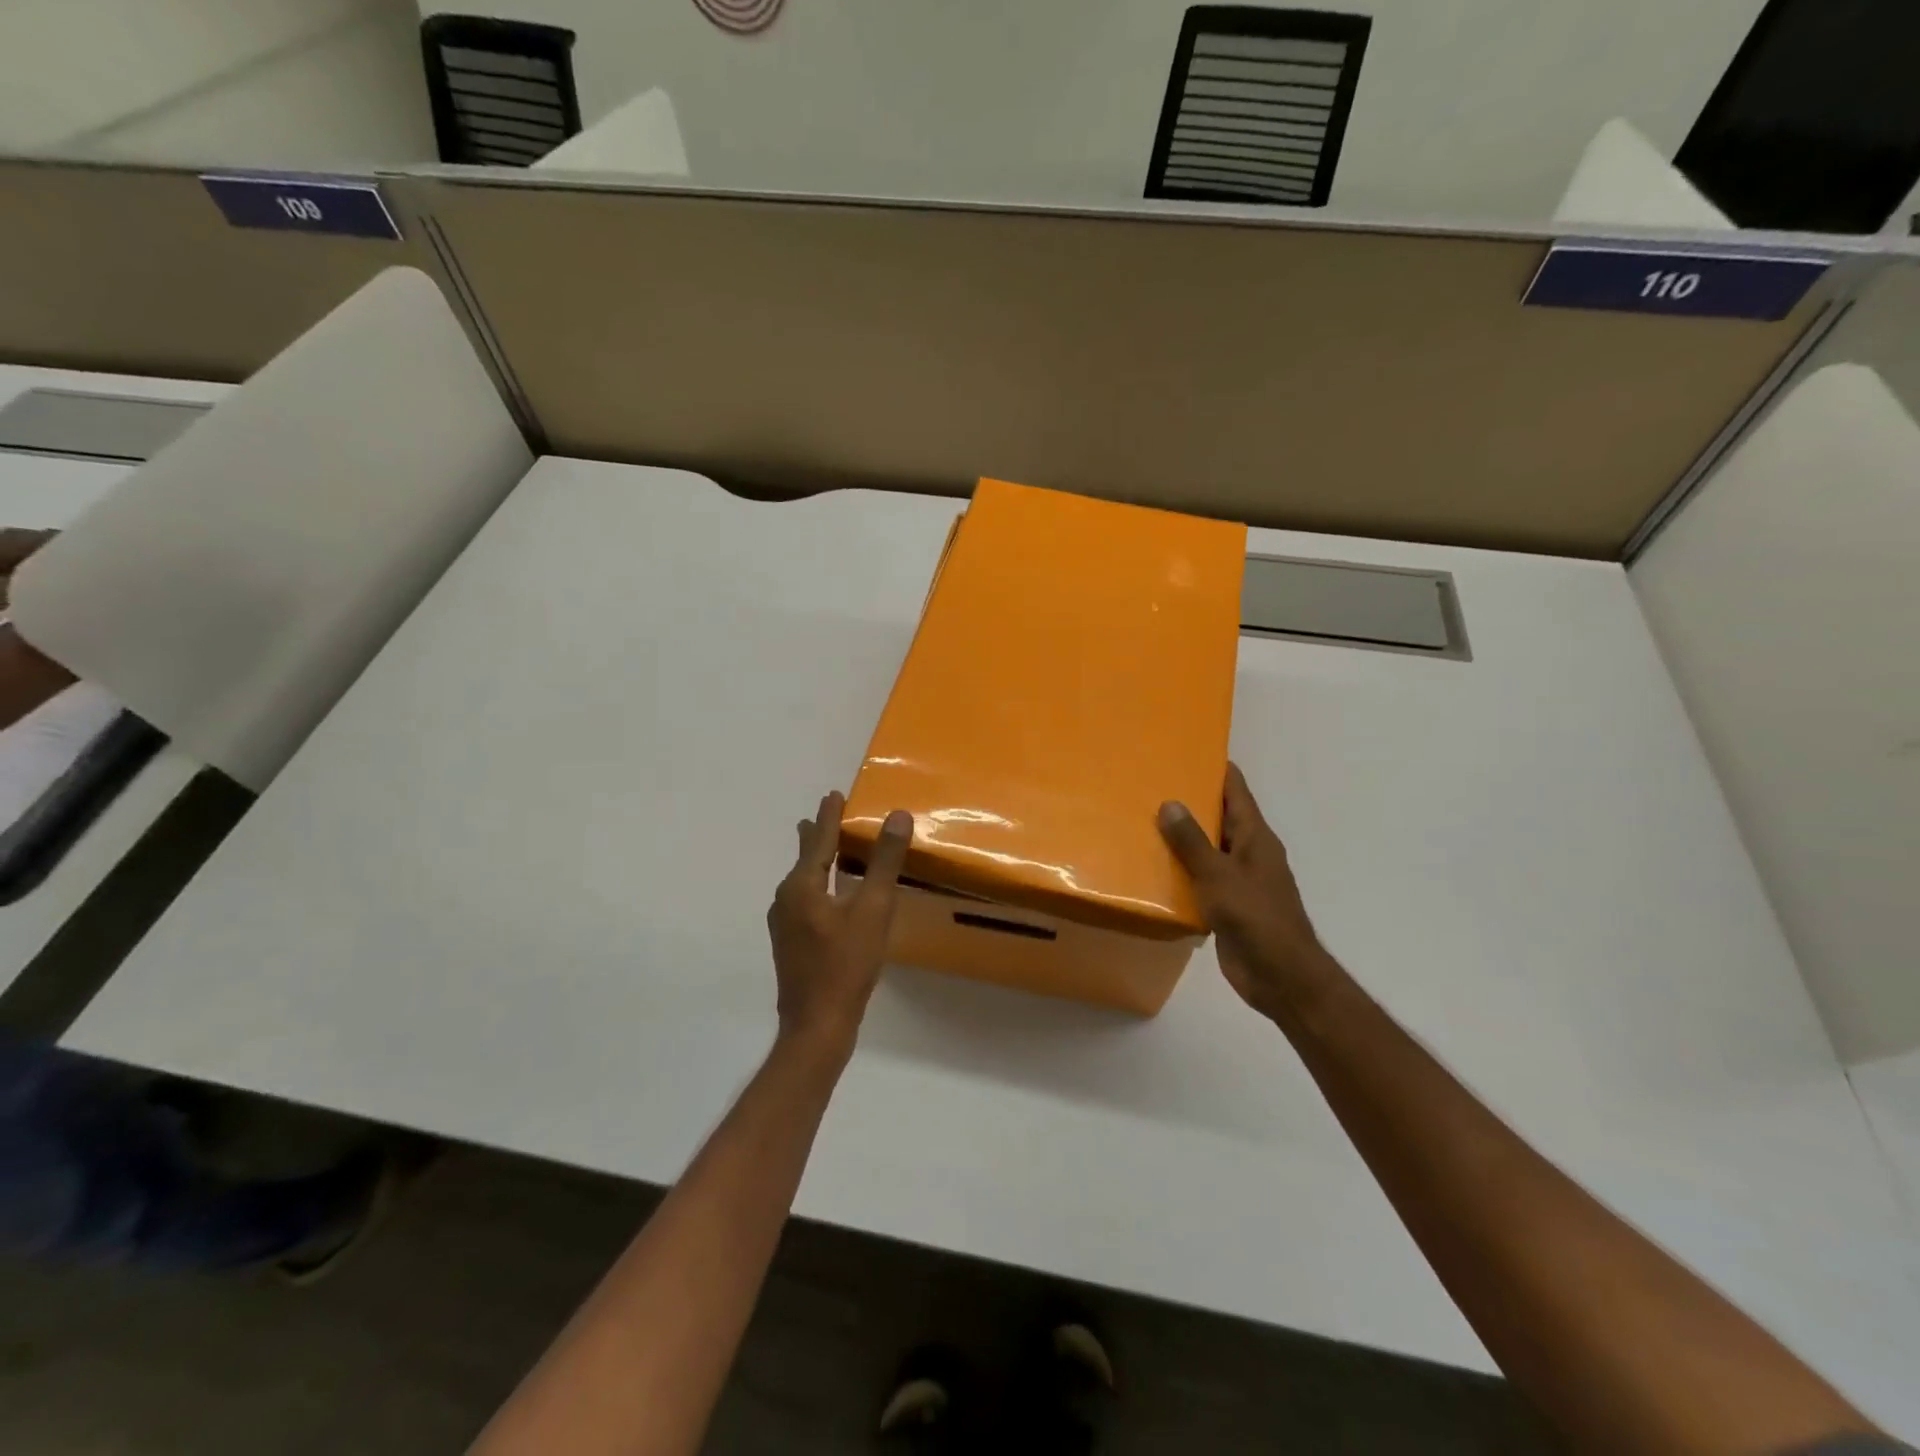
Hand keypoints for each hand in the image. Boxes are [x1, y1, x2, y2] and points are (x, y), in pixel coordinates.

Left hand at [767, 792, 911, 1054]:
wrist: (816, 1026)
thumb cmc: (846, 964)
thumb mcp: (873, 910)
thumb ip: (884, 862)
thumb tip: (897, 815)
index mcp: (802, 886)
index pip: (819, 840)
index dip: (829, 816)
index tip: (833, 794)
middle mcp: (786, 899)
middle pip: (805, 857)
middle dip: (817, 834)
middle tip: (826, 812)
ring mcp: (784, 923)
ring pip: (802, 880)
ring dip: (816, 860)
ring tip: (826, 848)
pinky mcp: (790, 943)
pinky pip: (804, 899)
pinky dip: (817, 884)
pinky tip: (827, 895)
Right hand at [1158, 763, 1333, 1021]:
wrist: (1280, 976)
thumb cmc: (1254, 917)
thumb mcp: (1218, 875)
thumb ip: (1192, 841)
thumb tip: (1170, 803)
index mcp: (1256, 838)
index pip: (1236, 791)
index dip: (1216, 769)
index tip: (1188, 750)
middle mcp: (1249, 854)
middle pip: (1220, 818)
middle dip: (1190, 802)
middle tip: (1151, 785)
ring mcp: (1240, 881)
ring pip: (1208, 850)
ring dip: (1182, 839)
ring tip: (1143, 822)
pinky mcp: (1228, 907)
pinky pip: (1201, 880)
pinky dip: (1181, 872)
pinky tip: (1153, 870)